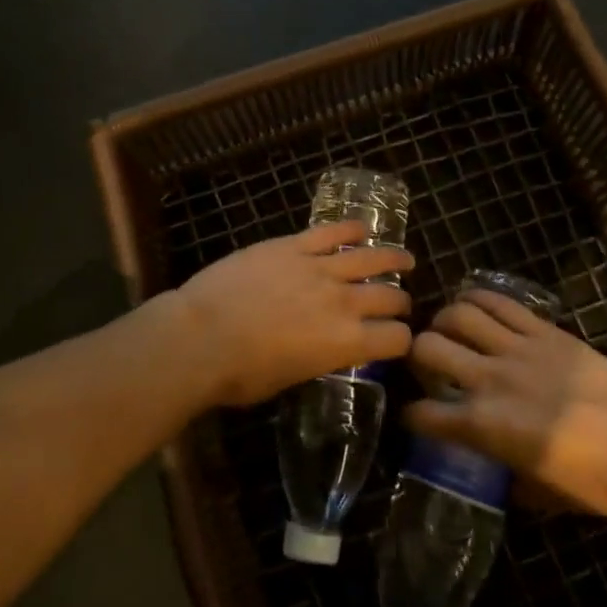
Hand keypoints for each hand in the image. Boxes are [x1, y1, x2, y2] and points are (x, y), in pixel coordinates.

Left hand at [163, 221, 412, 406]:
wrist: (201, 336)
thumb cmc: (239, 374)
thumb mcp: (289, 378)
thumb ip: (317, 359)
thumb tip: (322, 349)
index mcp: (345, 344)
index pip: (396, 339)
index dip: (402, 340)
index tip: (399, 339)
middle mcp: (343, 302)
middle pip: (388, 297)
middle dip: (400, 302)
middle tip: (400, 303)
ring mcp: (318, 268)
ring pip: (369, 258)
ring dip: (392, 258)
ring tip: (405, 258)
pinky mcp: (292, 245)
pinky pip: (330, 232)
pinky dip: (350, 228)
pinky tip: (361, 228)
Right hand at [407, 290, 606, 519]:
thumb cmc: (595, 483)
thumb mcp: (538, 491)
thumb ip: (505, 474)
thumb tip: (494, 467)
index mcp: (483, 426)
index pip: (423, 415)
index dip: (411, 416)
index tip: (415, 416)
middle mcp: (489, 380)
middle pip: (428, 348)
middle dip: (416, 353)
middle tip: (428, 361)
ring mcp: (516, 349)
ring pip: (458, 315)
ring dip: (444, 320)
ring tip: (448, 328)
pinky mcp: (544, 331)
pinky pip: (499, 302)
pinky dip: (477, 298)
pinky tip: (472, 303)